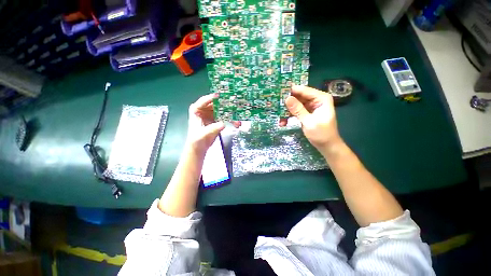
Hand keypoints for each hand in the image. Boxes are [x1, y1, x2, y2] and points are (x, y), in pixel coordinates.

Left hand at [186, 94, 239, 154]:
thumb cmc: (197, 140)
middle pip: (215, 105)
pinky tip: (237, 123)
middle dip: (225, 105)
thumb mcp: (203, 134)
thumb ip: (213, 128)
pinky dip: (231, 120)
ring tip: (238, 116)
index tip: (219, 96)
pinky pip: (225, 118)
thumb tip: (223, 124)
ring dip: (230, 114)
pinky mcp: (217, 120)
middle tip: (234, 104)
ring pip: (222, 111)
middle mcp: (204, 110)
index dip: (211, 98)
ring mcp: (212, 115)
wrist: (200, 148)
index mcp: (196, 110)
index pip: (203, 101)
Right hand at [280, 85, 341, 152]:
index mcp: (321, 98)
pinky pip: (295, 111)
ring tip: (278, 116)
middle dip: (287, 102)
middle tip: (275, 105)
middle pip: (298, 97)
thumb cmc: (321, 134)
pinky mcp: (306, 113)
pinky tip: (283, 122)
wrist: (327, 146)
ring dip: (287, 111)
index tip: (278, 92)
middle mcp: (316, 100)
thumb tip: (287, 98)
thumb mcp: (309, 122)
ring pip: (295, 104)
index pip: (304, 90)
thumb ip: (298, 110)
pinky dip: (289, 116)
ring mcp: (310, 107)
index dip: (291, 91)